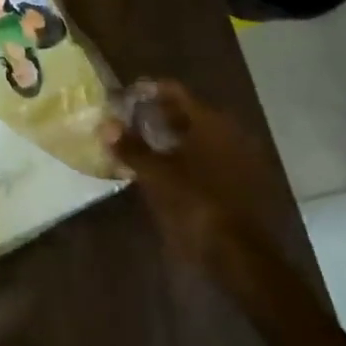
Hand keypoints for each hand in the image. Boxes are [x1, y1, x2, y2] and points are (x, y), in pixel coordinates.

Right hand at [101, 80, 303, 304]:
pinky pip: (206, 158)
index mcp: (211, 123)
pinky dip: (185, 158)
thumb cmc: (196, 205)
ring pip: (197, 137)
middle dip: (158, 115)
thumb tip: (105, 124)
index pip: (176, 92)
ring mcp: (238, 158)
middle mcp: (229, 133)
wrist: (240, 255)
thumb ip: (131, 147)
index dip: (149, 91)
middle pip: (188, 113)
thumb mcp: (156, 175)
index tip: (125, 96)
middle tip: (128, 121)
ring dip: (171, 138)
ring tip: (141, 145)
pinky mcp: (239, 182)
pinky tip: (165, 171)